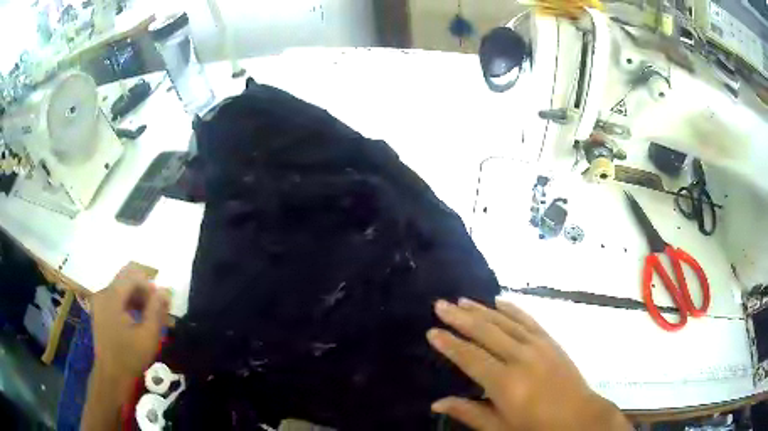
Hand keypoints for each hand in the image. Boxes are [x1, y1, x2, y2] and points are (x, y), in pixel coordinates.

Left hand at [90, 264, 170, 384]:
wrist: (111, 376)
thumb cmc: (130, 357)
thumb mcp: (148, 336)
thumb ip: (156, 310)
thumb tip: (165, 290)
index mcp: (112, 296)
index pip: (133, 276)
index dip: (150, 287)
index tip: (162, 304)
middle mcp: (103, 293)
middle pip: (126, 278)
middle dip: (144, 291)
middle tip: (158, 309)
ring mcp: (100, 301)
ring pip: (122, 288)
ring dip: (138, 298)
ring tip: (151, 316)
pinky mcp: (100, 310)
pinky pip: (116, 298)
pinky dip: (129, 304)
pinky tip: (138, 320)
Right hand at [427, 298, 631, 430]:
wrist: (579, 417)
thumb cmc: (536, 427)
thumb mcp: (500, 428)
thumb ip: (469, 413)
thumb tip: (437, 403)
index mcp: (506, 383)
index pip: (471, 358)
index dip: (450, 344)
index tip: (432, 331)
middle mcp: (520, 358)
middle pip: (485, 332)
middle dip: (460, 318)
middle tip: (440, 305)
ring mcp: (538, 346)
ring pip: (504, 322)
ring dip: (481, 310)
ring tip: (461, 300)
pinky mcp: (550, 341)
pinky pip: (528, 320)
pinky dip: (511, 309)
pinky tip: (499, 301)